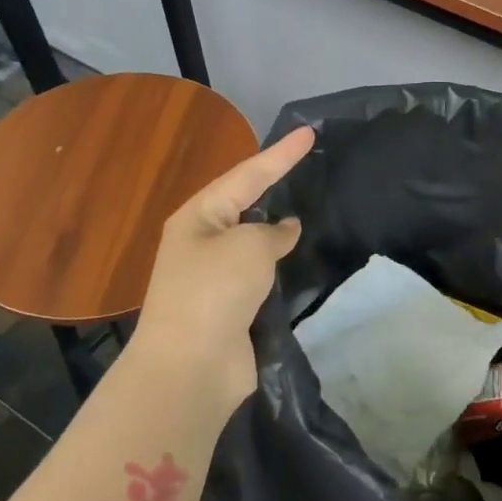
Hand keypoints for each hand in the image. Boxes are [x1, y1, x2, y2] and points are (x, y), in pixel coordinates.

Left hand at [125, 125, 314, 416]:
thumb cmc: (214, 292)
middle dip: (273, 185)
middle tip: (307, 167)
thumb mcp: (249, 247)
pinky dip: (279, 265)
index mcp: (198, 217)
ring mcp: (214, 277)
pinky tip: (299, 260)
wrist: (191, 367)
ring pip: (253, 242)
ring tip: (310, 210)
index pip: (247, 175)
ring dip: (277, 229)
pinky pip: (259, 275)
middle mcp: (202, 242)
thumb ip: (272, 232)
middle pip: (244, 204)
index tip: (309, 133)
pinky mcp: (230, 308)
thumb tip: (284, 230)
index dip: (281, 154)